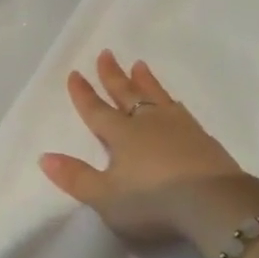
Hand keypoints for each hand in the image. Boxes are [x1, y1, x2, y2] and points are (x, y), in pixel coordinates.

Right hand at [41, 51, 258, 250]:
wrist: (214, 203)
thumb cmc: (154, 201)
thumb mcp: (106, 197)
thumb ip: (76, 178)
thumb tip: (44, 157)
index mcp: (121, 135)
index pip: (96, 110)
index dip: (83, 94)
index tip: (75, 73)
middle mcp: (147, 123)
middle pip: (126, 93)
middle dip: (112, 75)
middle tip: (106, 53)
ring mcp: (178, 127)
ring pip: (156, 96)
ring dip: (144, 80)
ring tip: (139, 64)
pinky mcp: (202, 138)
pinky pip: (180, 111)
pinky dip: (170, 101)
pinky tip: (173, 102)